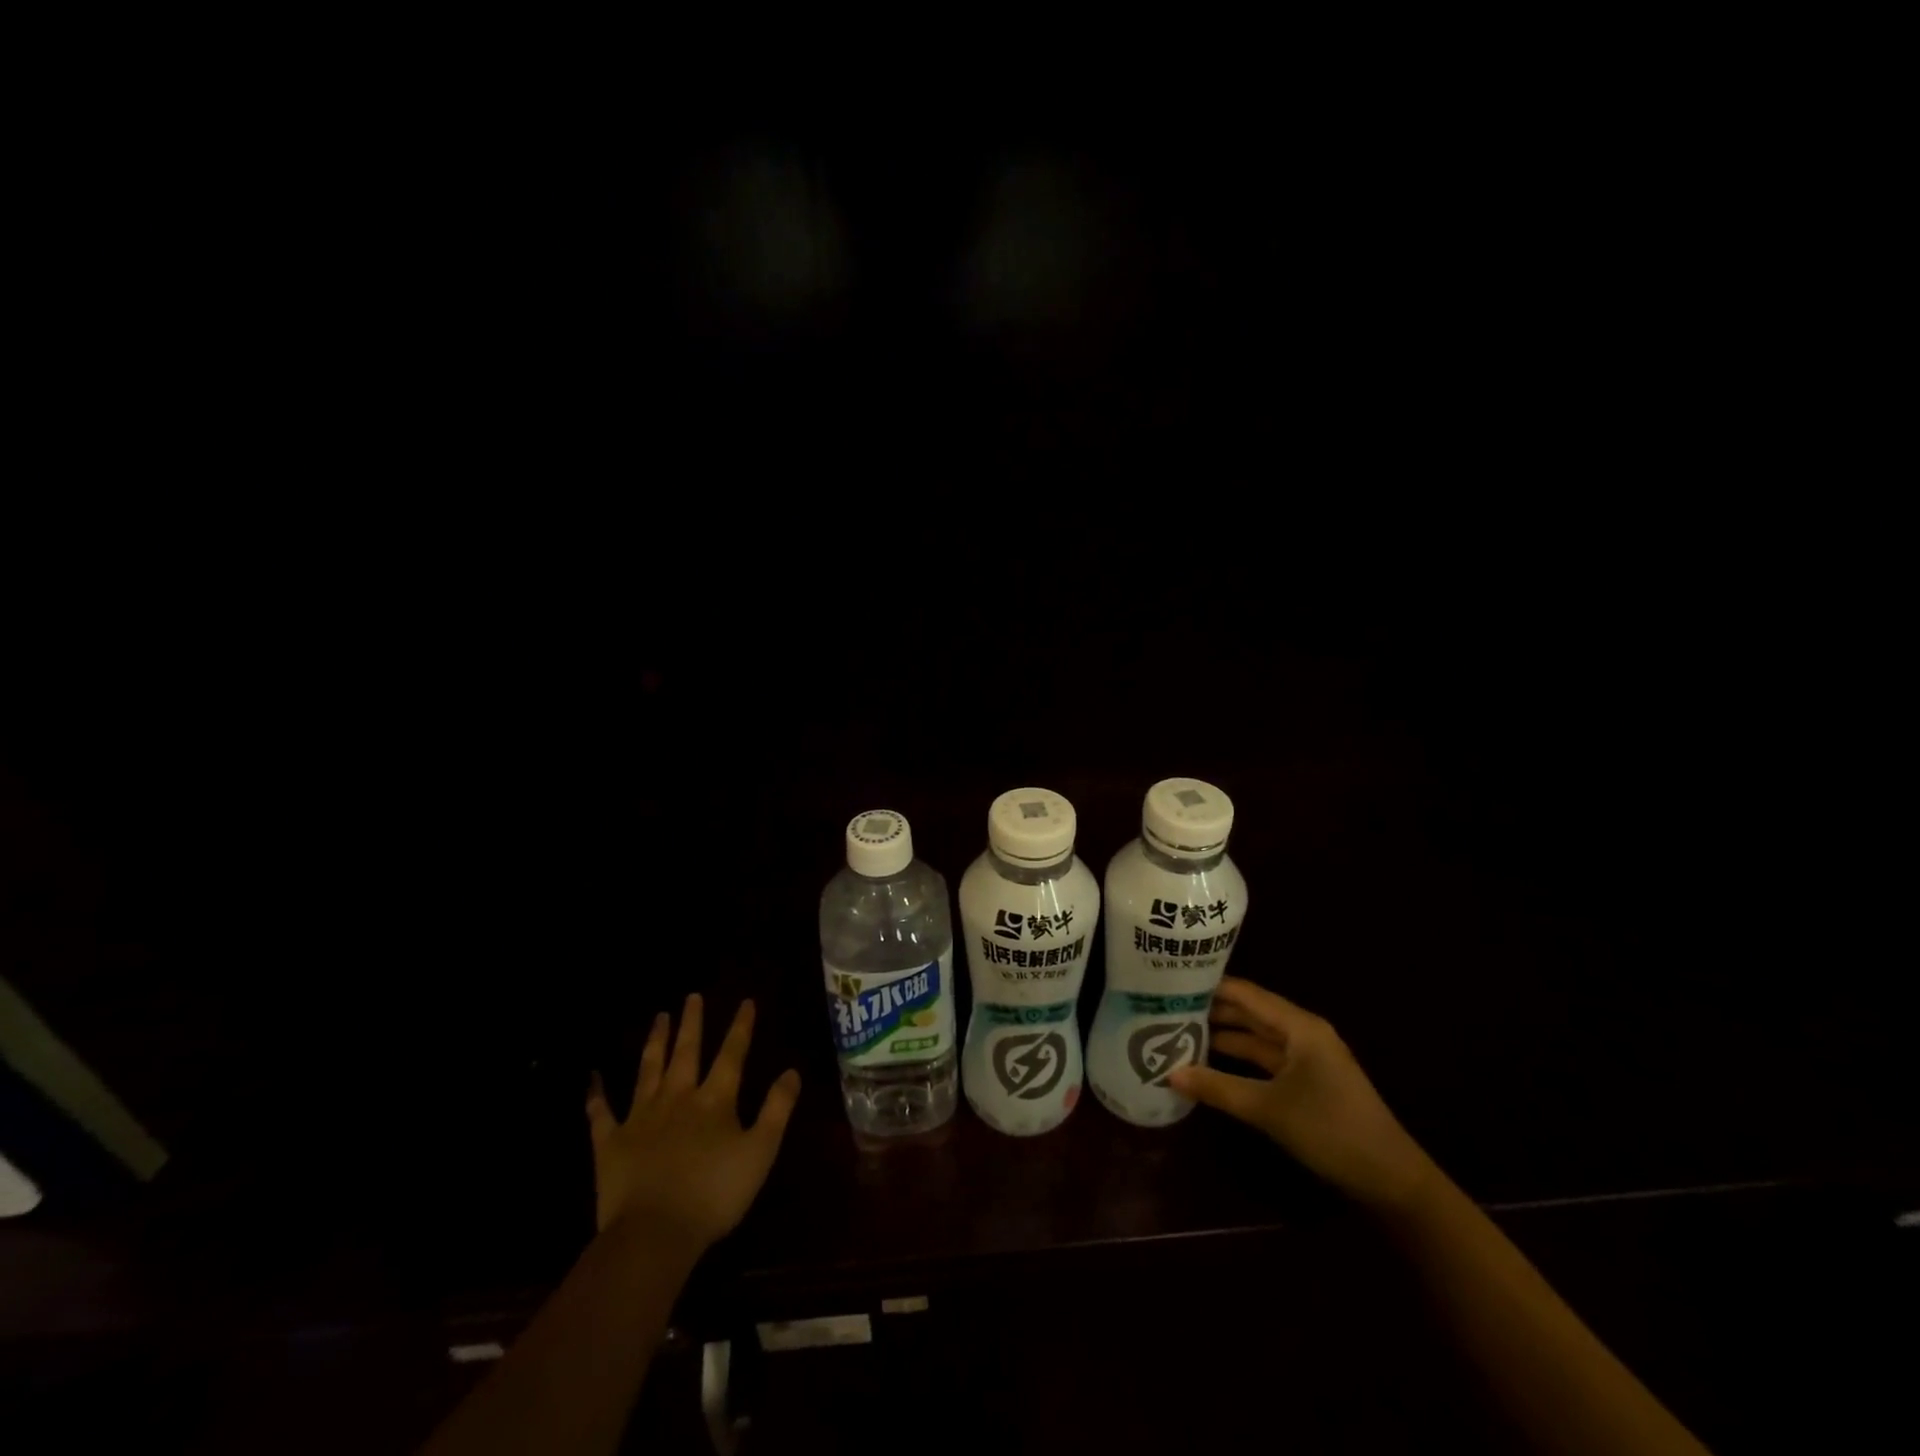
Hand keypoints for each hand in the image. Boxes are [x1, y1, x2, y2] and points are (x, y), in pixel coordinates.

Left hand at [585, 994, 801, 1249]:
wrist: (652, 1234)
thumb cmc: (714, 1195)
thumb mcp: (760, 1152)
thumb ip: (777, 1109)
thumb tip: (792, 1071)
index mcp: (714, 1101)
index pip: (732, 1055)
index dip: (740, 1027)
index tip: (745, 1001)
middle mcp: (677, 1098)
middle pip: (686, 1052)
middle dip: (692, 1023)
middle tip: (692, 996)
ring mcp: (641, 1117)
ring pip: (648, 1070)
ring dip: (654, 1042)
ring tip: (659, 1017)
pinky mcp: (611, 1142)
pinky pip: (601, 1113)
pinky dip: (596, 1094)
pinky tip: (593, 1078)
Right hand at [1168, 977, 1434, 1211]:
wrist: (1392, 1180)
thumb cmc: (1331, 1130)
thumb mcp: (1269, 1109)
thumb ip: (1218, 1088)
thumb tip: (1170, 1074)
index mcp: (1299, 1026)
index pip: (1245, 993)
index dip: (1209, 986)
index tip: (1172, 983)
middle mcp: (1303, 1033)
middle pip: (1250, 1012)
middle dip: (1212, 1011)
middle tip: (1166, 1008)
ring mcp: (1307, 1058)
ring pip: (1257, 1037)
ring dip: (1224, 1036)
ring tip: (1179, 1032)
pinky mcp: (1308, 1081)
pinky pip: (1266, 1060)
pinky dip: (1240, 1060)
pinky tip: (1211, 1063)